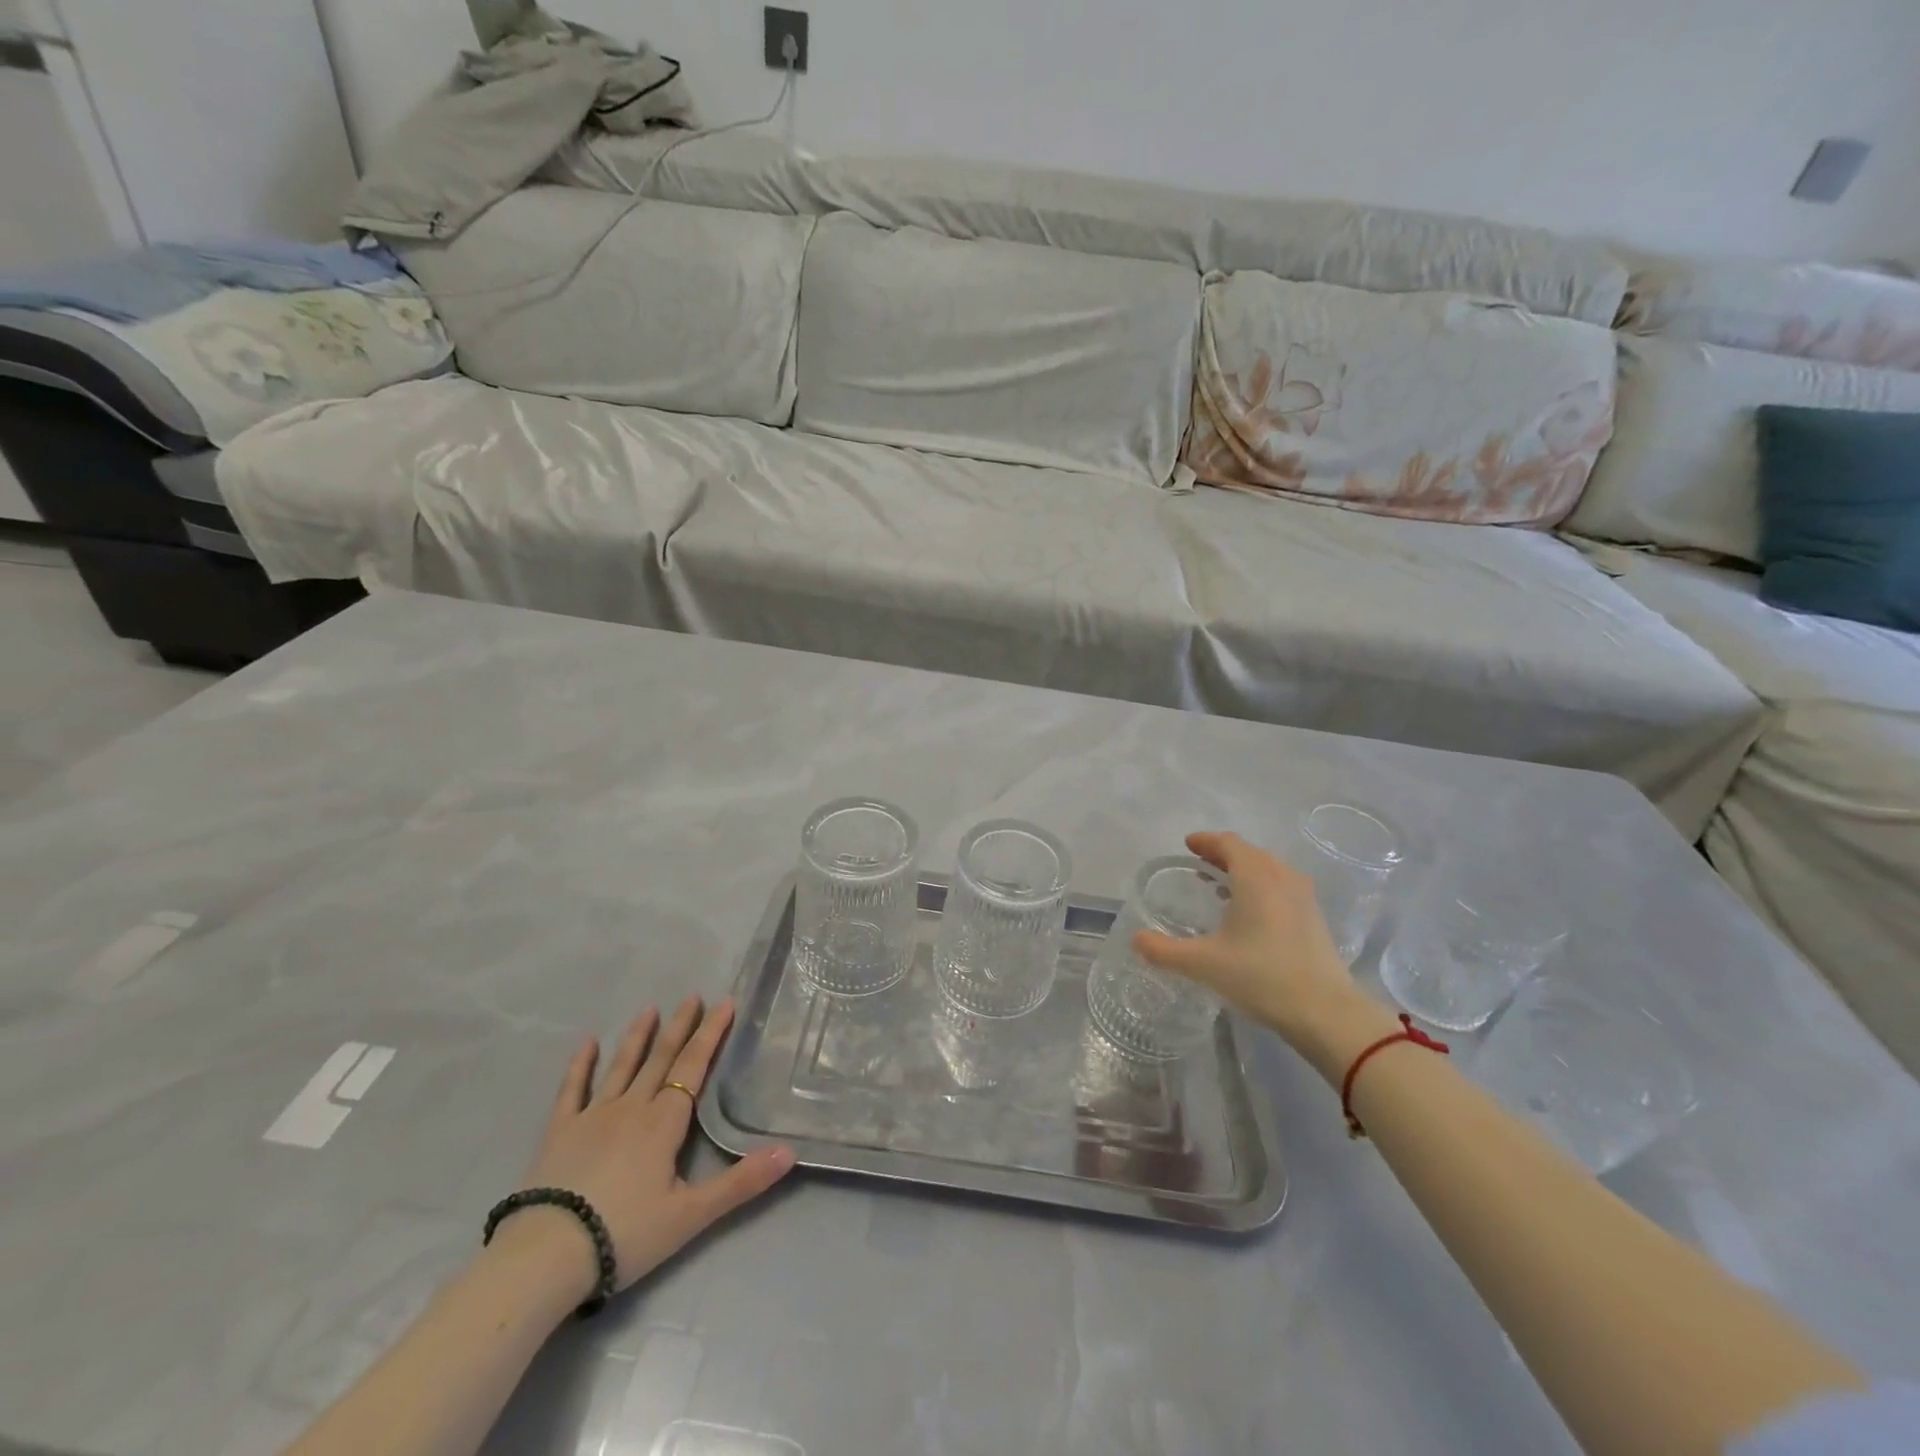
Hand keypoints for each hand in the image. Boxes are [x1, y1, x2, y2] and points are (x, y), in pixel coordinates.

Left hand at [497, 997, 794, 1301]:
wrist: (546, 1257)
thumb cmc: (625, 1234)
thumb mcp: (691, 1216)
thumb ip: (741, 1183)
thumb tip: (790, 1151)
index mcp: (664, 1123)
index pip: (693, 1068)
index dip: (711, 1034)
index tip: (725, 1003)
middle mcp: (632, 1108)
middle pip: (661, 1059)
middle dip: (680, 1027)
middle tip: (693, 996)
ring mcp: (593, 1116)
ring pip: (622, 1067)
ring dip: (638, 1037)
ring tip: (650, 1009)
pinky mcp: (559, 1133)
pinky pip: (572, 1090)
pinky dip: (580, 1065)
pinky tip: (587, 1043)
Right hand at [1132, 832, 1396, 1081]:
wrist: (1326, 1012)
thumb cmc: (1261, 977)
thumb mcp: (1204, 964)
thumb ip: (1165, 951)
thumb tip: (1136, 940)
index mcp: (1255, 877)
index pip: (1229, 843)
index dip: (1207, 841)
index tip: (1188, 844)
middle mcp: (1281, 877)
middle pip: (1250, 853)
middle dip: (1224, 854)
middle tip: (1200, 863)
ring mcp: (1303, 897)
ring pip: (1270, 869)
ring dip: (1245, 870)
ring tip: (1223, 886)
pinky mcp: (1314, 918)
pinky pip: (1283, 886)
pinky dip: (1262, 886)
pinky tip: (1251, 912)